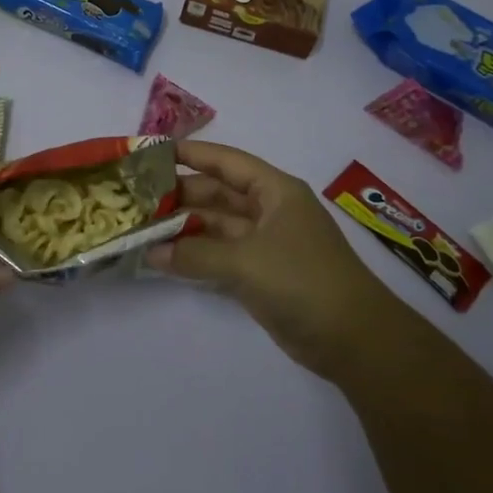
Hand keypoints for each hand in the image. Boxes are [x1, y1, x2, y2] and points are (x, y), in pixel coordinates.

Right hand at [147, 140, 399, 382]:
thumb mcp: (245, 262)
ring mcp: (266, 243)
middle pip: (218, 193)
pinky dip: (196, 254)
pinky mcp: (262, 273)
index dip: (191, 154)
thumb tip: (150, 252)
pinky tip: (165, 257)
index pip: (226, 161)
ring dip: (184, 226)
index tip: (152, 152)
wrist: (355, 340)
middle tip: (136, 197)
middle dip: (180, 194)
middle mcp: (270, 210)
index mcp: (275, 191)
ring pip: (217, 225)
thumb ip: (195, 254)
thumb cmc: (303, 282)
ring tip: (142, 226)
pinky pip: (221, 254)